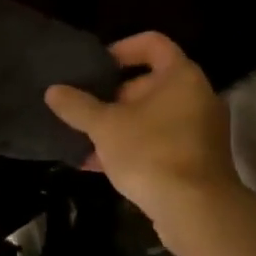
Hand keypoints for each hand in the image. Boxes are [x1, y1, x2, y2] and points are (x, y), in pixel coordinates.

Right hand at [44, 32, 239, 224]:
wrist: (196, 211)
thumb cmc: (151, 153)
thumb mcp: (105, 127)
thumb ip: (78, 106)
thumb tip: (53, 91)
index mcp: (182, 76)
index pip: (152, 43)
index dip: (122, 48)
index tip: (97, 67)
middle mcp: (198, 97)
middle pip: (151, 82)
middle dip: (115, 96)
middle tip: (88, 109)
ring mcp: (202, 130)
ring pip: (154, 116)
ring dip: (122, 126)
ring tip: (87, 141)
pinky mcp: (199, 160)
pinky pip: (162, 142)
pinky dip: (136, 147)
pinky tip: (102, 167)